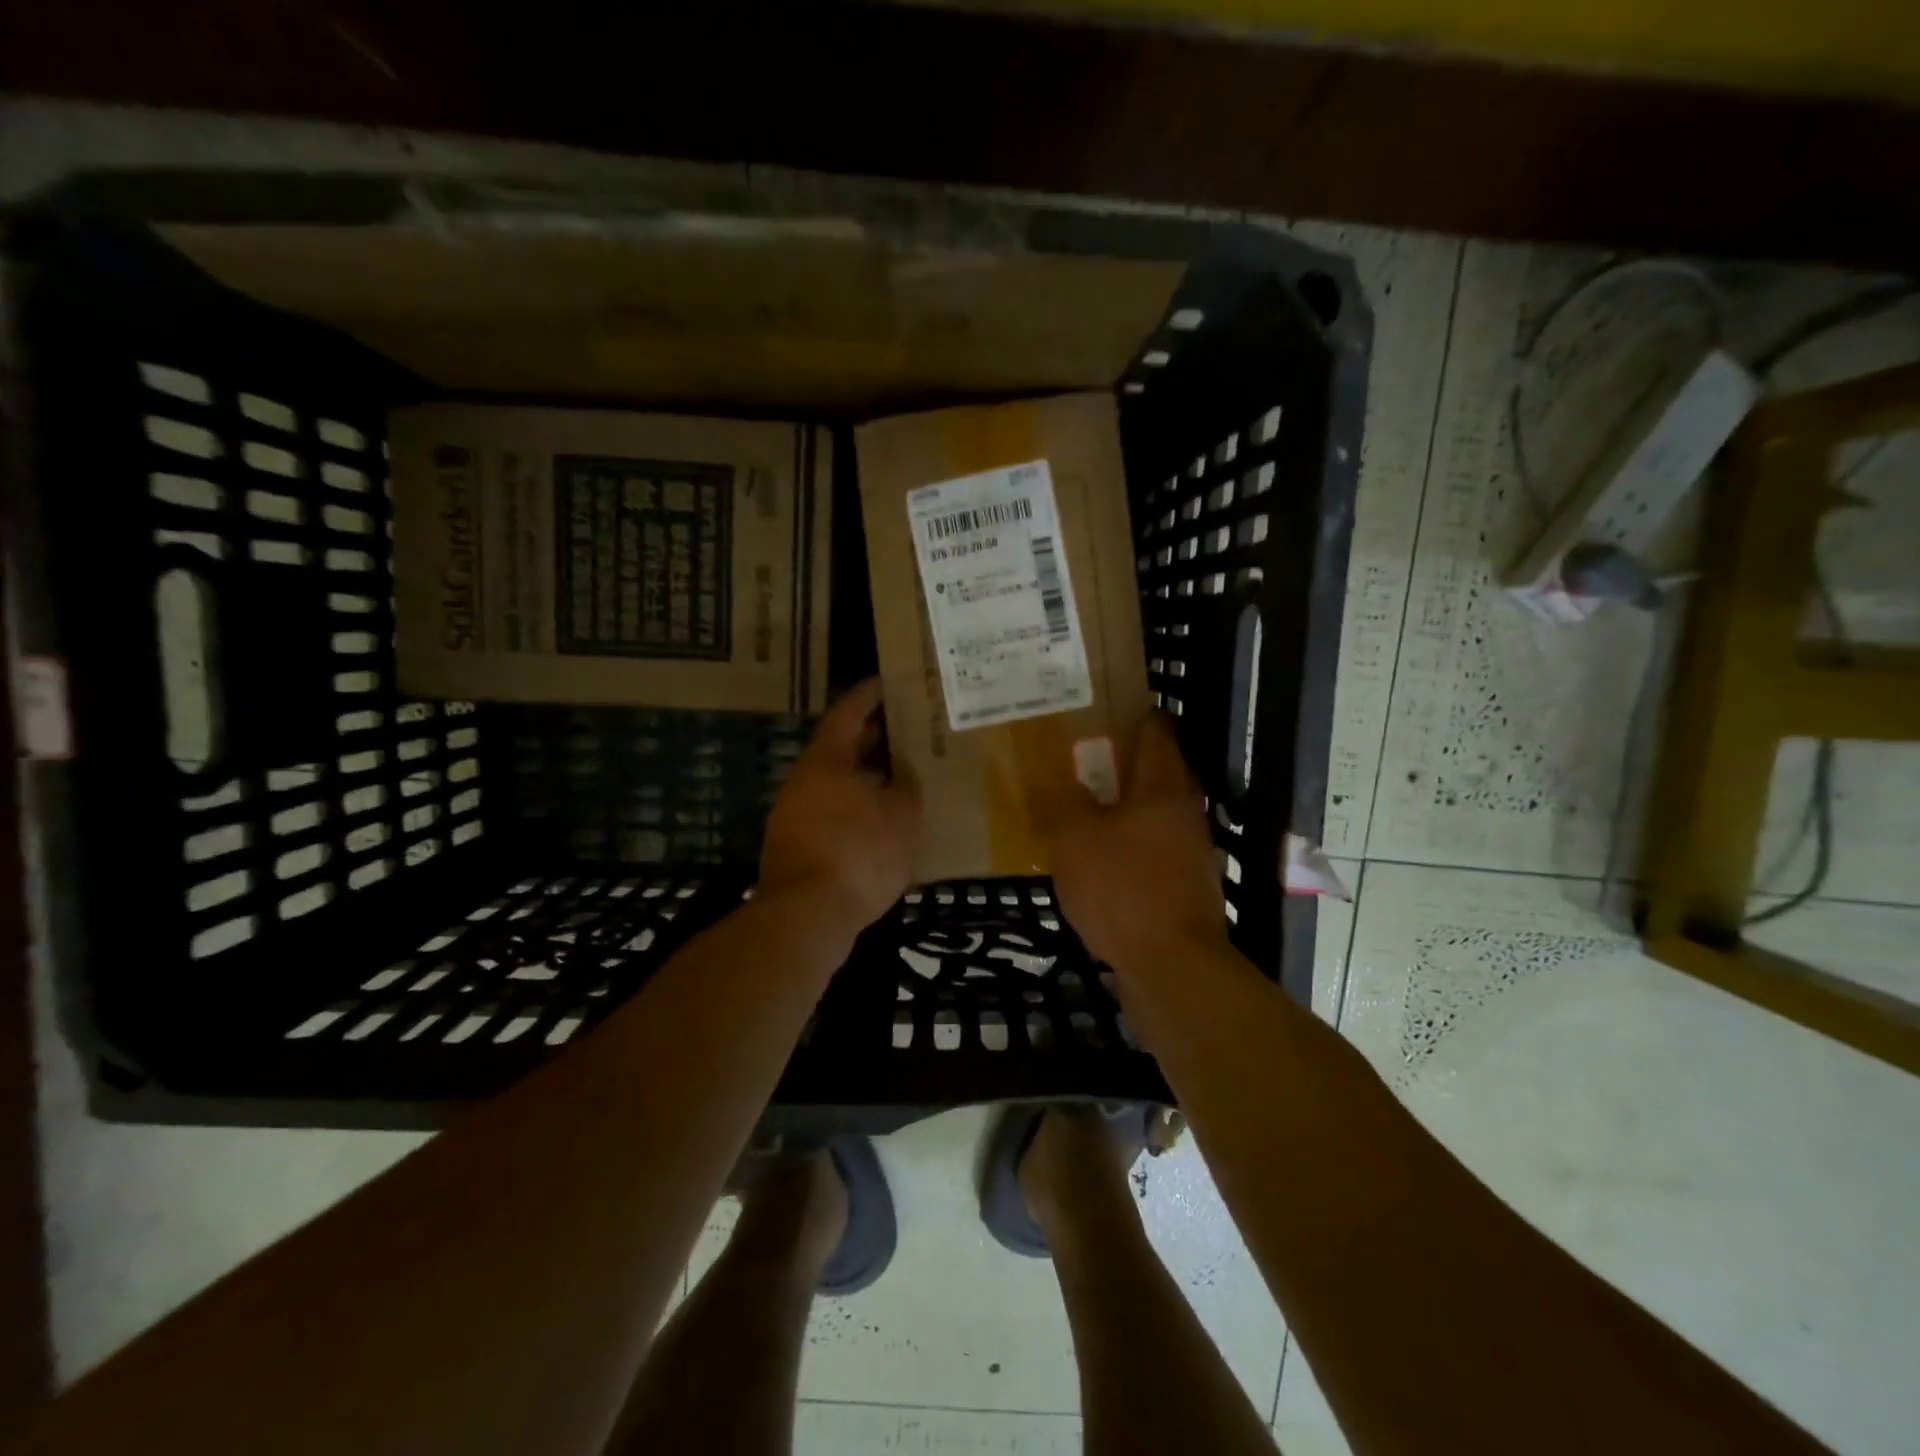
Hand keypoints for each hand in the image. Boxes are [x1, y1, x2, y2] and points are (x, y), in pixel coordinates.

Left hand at [759, 678, 919, 929]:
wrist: (807, 915)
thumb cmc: (858, 852)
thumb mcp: (900, 814)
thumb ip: (906, 786)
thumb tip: (903, 774)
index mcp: (826, 760)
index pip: (848, 712)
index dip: (870, 695)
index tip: (891, 682)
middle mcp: (804, 780)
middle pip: (841, 747)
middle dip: (874, 738)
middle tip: (909, 730)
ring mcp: (795, 814)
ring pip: (837, 783)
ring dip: (867, 776)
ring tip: (904, 776)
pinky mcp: (797, 846)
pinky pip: (833, 812)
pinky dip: (858, 808)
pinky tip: (883, 821)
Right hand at [1050, 714, 1227, 972]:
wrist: (1171, 965)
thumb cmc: (1122, 889)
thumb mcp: (1075, 838)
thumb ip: (1064, 803)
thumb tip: (1062, 784)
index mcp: (1162, 786)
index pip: (1155, 730)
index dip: (1130, 714)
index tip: (1098, 710)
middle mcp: (1184, 810)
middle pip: (1158, 770)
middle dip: (1122, 761)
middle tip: (1080, 758)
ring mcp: (1189, 850)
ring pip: (1154, 811)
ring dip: (1124, 805)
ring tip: (1082, 806)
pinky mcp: (1184, 885)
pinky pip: (1152, 847)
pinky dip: (1128, 842)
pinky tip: (1098, 857)